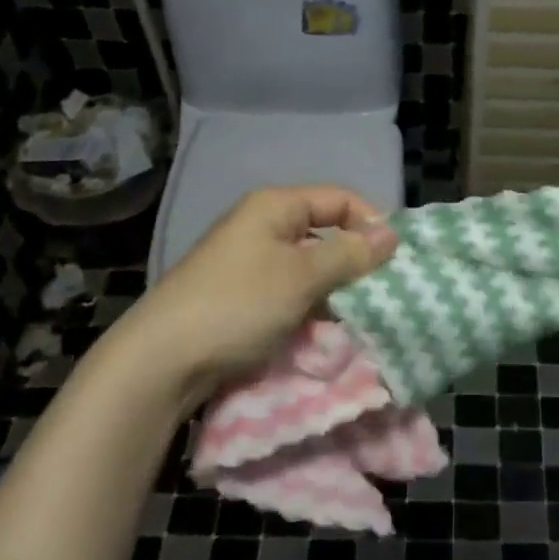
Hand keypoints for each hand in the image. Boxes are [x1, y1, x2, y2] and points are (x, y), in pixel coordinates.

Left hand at [122, 185, 398, 409]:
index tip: (395, 259)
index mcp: (275, 207)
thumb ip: (350, 254)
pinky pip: (291, 292)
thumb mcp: (303, 277)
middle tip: (382, 292)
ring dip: (335, 290)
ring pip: (310, 267)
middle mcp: (262, 226)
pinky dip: (311, 308)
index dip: (371, 222)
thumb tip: (392, 234)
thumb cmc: (238, 305)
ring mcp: (250, 262)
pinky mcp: (243, 296)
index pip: (339, 199)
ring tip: (357, 317)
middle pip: (325, 232)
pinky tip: (325, 332)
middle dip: (355, 261)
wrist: (163, 360)